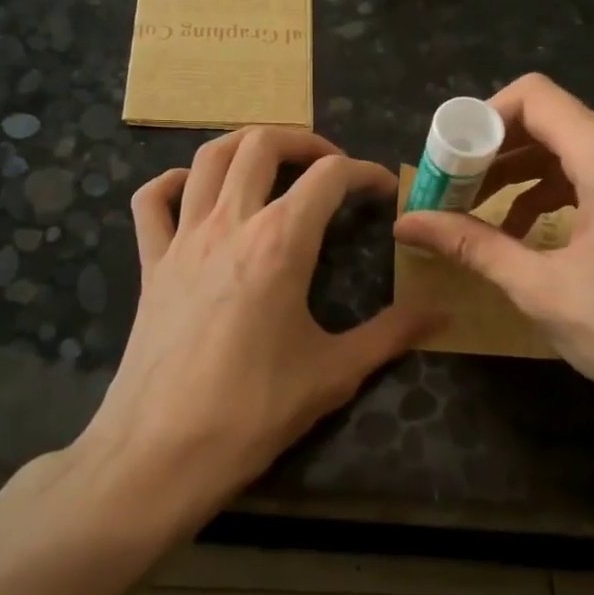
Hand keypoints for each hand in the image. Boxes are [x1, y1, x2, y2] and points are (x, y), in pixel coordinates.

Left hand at [81, 127, 435, 513]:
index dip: (364, 173)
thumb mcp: (335, 373)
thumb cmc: (253, 412)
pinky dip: (173, 182)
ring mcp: (183, 239)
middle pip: (263, 144)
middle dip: (305, 141)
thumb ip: (391, 334)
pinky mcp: (151, 264)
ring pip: (209, 158)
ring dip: (245, 145)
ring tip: (273, 162)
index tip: (383, 190)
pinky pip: (151, 201)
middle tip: (330, 167)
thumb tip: (442, 314)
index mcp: (281, 242)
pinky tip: (195, 192)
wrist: (160, 453)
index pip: (329, 177)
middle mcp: (230, 223)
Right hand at [393, 75, 593, 438]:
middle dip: (496, 152)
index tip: (449, 161)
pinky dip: (561, 190)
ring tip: (484, 214)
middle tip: (454, 192)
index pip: (535, 97)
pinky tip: (534, 231)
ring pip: (577, 147)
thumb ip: (471, 244)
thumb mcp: (540, 289)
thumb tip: (406, 223)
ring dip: (525, 174)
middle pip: (553, 121)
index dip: (482, 119)